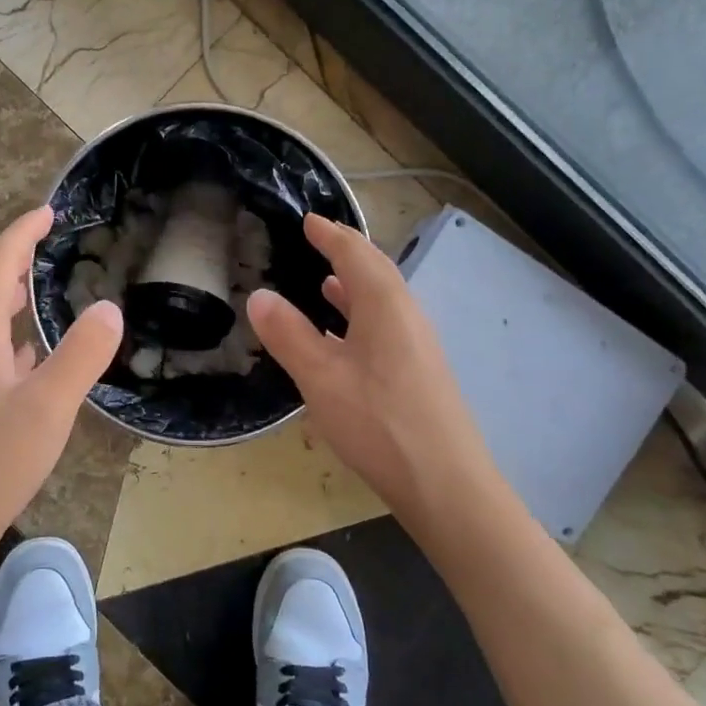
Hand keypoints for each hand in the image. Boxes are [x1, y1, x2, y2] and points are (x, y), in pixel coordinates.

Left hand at [0, 207, 123, 562]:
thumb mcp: (48, 408)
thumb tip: (110, 308)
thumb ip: (81, 355)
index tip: (47, 212)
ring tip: (36, 289)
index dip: (20, 234)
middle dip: (9, 257)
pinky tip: (27, 355)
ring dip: (4, 295)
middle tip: (43, 244)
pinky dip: (6, 335)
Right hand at [248, 214, 497, 516]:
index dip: (330, 235)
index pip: (356, 254)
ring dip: (355, 287)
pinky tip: (345, 340)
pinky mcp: (419, 373)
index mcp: (385, 305)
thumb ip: (288, 334)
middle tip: (318, 242)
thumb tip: (259, 295)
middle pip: (376, 272)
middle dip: (346, 253)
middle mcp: (407, 316)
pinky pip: (386, 327)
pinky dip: (361, 318)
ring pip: (383, 302)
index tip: (309, 220)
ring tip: (326, 285)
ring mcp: (418, 346)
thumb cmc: (378, 423)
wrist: (446, 484)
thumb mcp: (320, 377)